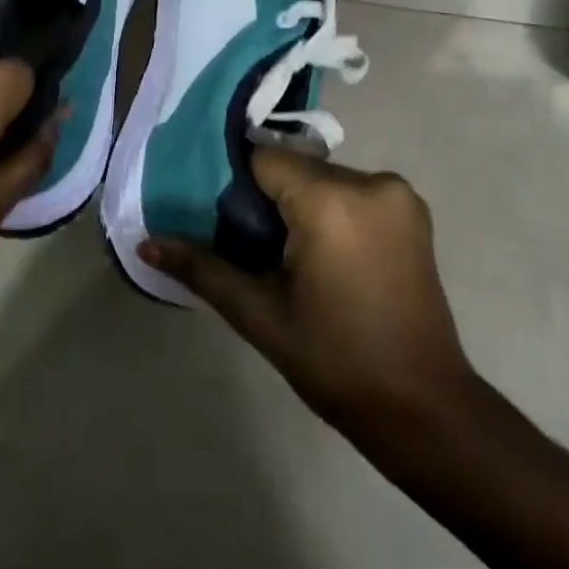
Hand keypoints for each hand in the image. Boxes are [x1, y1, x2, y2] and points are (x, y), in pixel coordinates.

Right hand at [138, 148, 474, 429]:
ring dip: (301, 206)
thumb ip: (202, 268)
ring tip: (292, 259)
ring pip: (324, 179)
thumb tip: (145, 243)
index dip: (238, 188)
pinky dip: (332, 211)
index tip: (226, 224)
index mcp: (331, 200)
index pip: (263, 160)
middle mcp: (371, 181)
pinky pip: (353, 193)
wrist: (424, 408)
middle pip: (295, 168)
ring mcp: (399, 195)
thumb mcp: (259, 314)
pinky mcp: (413, 212)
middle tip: (255, 250)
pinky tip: (327, 258)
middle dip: (269, 199)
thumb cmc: (334, 360)